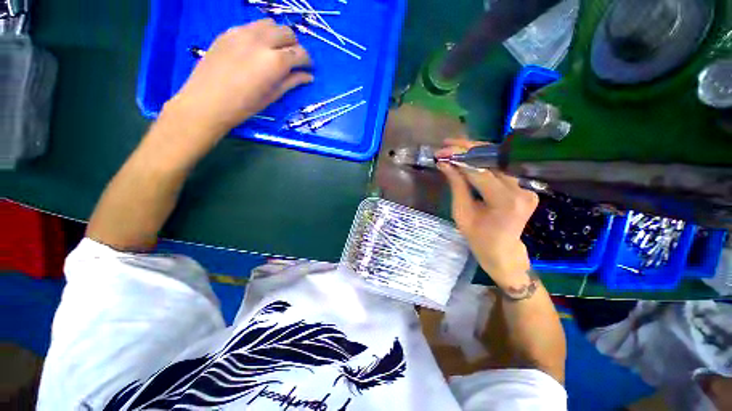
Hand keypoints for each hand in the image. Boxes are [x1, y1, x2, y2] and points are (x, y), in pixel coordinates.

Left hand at [166, 18, 312, 138]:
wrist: (207, 101)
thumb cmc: (244, 106)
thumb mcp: (272, 96)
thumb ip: (291, 82)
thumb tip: (308, 76)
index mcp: (275, 61)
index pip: (300, 53)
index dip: (307, 60)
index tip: (307, 68)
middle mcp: (261, 40)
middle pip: (287, 32)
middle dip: (294, 45)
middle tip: (292, 60)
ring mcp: (243, 32)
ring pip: (270, 24)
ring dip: (278, 35)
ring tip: (275, 51)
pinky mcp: (229, 31)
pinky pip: (252, 26)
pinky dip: (261, 34)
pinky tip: (256, 49)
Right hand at [436, 138, 537, 288]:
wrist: (503, 250)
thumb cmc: (478, 237)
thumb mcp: (461, 213)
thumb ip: (456, 186)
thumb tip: (445, 164)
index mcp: (504, 201)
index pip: (480, 171)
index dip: (459, 158)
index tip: (442, 151)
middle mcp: (520, 189)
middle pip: (492, 160)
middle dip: (468, 148)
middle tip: (447, 143)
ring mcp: (526, 186)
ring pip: (498, 160)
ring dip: (475, 151)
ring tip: (455, 147)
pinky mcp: (525, 185)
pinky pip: (501, 168)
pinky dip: (484, 160)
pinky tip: (469, 156)